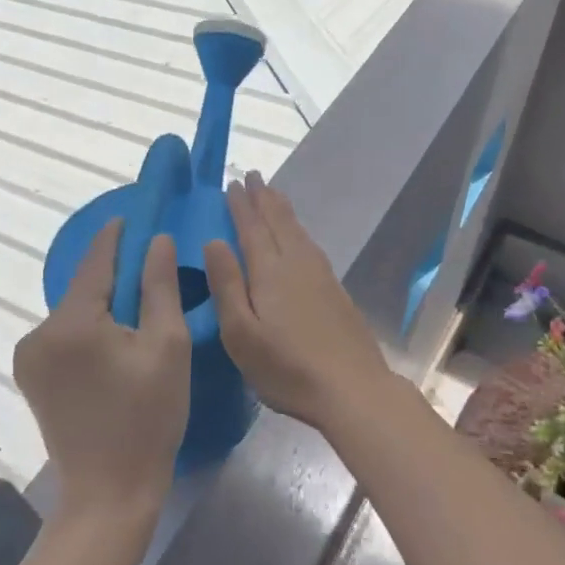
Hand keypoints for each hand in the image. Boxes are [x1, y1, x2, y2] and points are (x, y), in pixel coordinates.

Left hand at [13, 219, 189, 520]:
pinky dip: (89, 329)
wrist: (109, 492)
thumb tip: (155, 240)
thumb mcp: (166, 347)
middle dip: (115, 275)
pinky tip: (115, 342)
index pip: (96, 261)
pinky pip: (64, 336)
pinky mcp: (31, 376)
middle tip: (150, 265)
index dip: (117, 236)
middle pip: (84, 288)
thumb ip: (159, 286)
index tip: (135, 215)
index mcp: (71, 323)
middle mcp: (38, 332)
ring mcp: (29, 356)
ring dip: (102, 304)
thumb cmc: (148, 418)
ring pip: (74, 312)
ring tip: (138, 308)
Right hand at [203, 171, 397, 434]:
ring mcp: (320, 276)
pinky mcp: (335, 291)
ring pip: (298, 231)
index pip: (251, 228)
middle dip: (263, 198)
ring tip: (273, 195)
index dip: (241, 205)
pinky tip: (299, 238)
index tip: (232, 183)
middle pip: (278, 222)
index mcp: (269, 272)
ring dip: (283, 210)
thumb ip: (227, 285)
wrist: (352, 388)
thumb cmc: (286, 367)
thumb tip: (213, 241)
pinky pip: (310, 245)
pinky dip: (299, 231)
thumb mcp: (241, 333)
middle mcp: (296, 264)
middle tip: (253, 176)